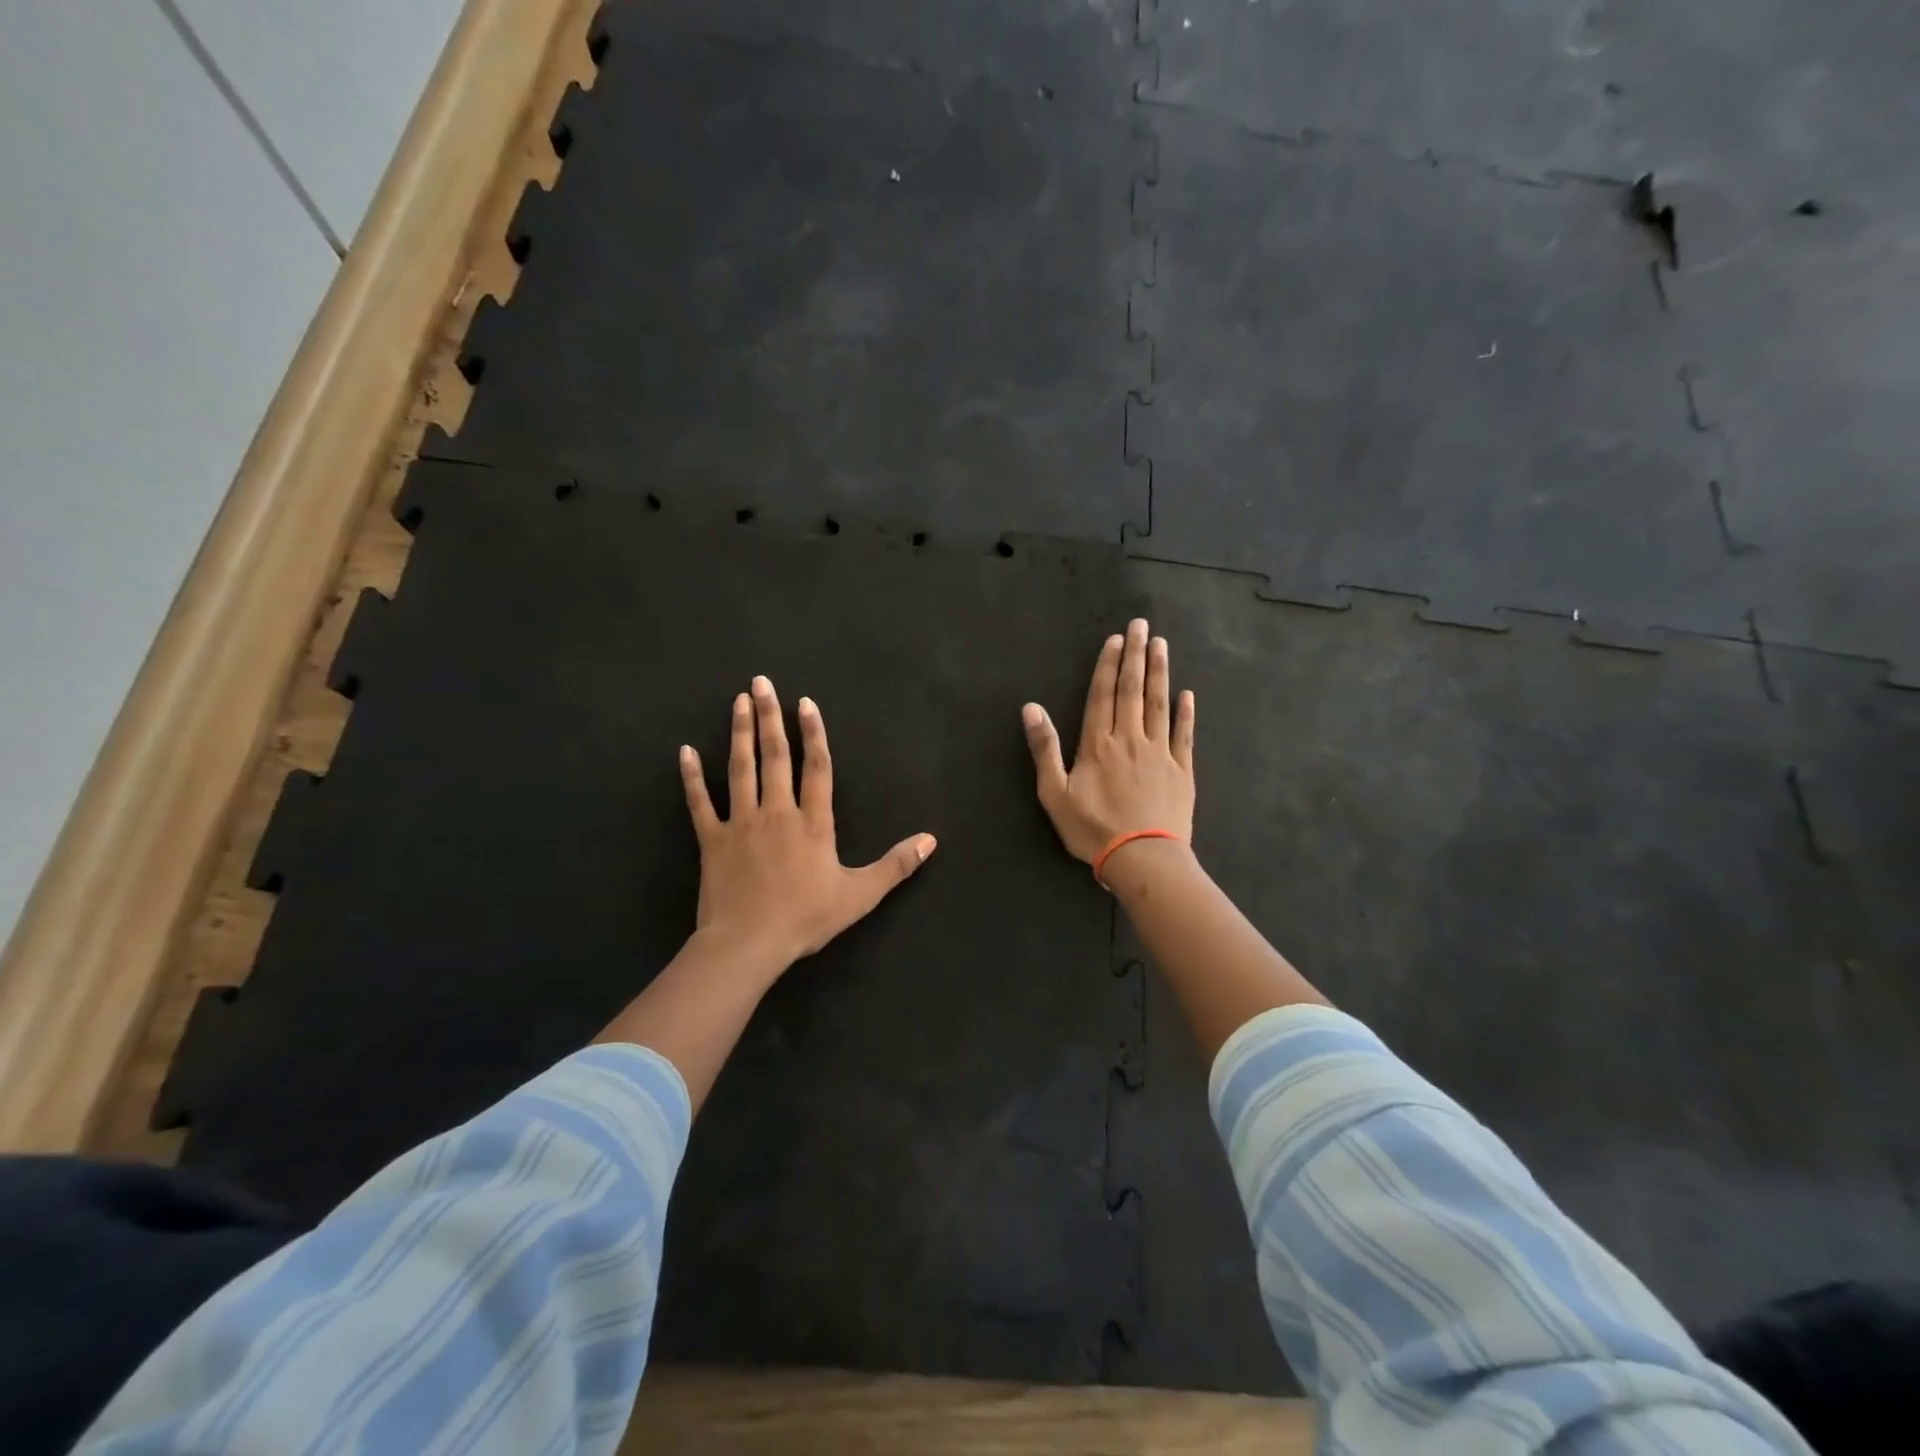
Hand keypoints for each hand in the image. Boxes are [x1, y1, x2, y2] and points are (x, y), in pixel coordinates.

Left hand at [680, 675, 936, 971]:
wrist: (749, 944)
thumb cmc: (806, 918)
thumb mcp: (860, 895)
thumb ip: (896, 865)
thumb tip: (931, 840)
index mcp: (813, 822)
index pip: (816, 767)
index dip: (812, 733)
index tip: (804, 703)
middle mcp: (777, 812)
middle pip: (774, 756)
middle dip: (770, 717)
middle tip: (761, 682)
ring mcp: (741, 823)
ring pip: (740, 769)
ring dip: (740, 733)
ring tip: (739, 701)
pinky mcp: (712, 840)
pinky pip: (700, 802)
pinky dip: (692, 777)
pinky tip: (686, 751)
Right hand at [1023, 618, 1195, 866]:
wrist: (1143, 859)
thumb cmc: (1093, 829)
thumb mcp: (1054, 794)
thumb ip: (1044, 749)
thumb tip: (1031, 708)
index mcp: (1098, 744)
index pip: (1102, 695)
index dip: (1108, 665)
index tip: (1116, 639)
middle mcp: (1130, 739)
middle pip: (1132, 690)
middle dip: (1136, 656)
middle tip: (1141, 626)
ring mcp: (1159, 753)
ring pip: (1160, 704)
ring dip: (1160, 673)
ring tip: (1161, 645)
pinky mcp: (1182, 770)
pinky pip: (1184, 735)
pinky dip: (1186, 712)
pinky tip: (1187, 694)